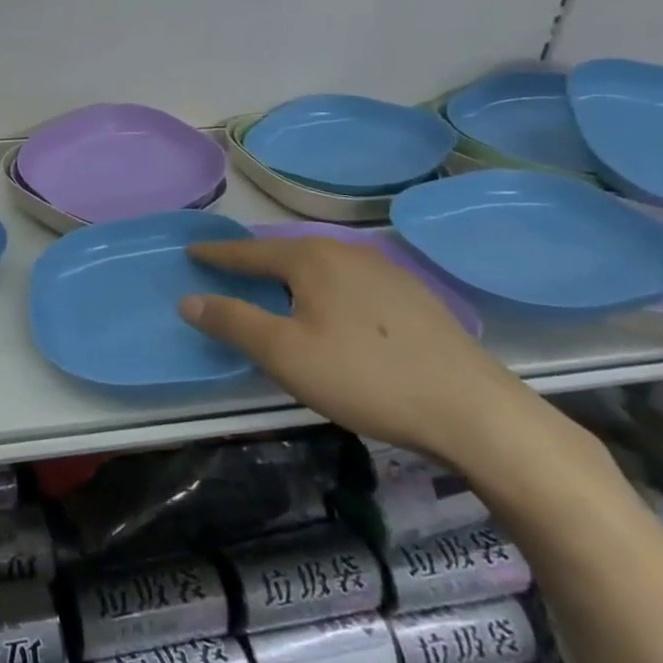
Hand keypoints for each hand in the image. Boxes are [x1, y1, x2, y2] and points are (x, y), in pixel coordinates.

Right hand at [179, 236, 533, 462]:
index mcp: (312, 258)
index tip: (191, 252)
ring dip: (292, 275)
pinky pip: (351, 281)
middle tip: (229, 270)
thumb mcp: (284, 354)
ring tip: (275, 288)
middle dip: (255, 260)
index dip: (217, 255)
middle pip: (287, 252)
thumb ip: (232, 322)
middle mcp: (348, 252)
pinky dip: (326, 288)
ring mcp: (387, 272)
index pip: (249, 251)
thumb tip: (188, 300)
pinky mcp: (414, 297)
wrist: (474, 411)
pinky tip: (333, 311)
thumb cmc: (365, 377)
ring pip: (323, 265)